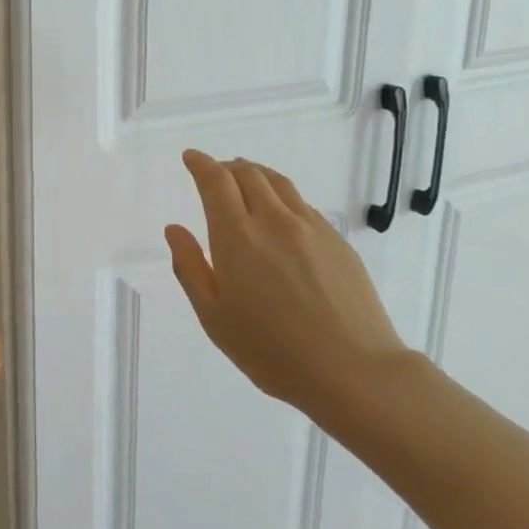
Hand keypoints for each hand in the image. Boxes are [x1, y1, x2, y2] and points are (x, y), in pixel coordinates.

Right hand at [165, 150, 409, 433]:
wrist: (354, 371)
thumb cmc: (271, 350)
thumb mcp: (214, 317)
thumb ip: (190, 268)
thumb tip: (174, 229)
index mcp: (237, 236)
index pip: (216, 181)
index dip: (201, 164)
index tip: (190, 157)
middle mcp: (274, 220)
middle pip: (248, 174)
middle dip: (226, 166)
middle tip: (214, 171)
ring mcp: (311, 228)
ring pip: (279, 183)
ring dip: (255, 173)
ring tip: (245, 179)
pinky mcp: (337, 241)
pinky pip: (302, 203)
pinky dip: (281, 195)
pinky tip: (280, 213)